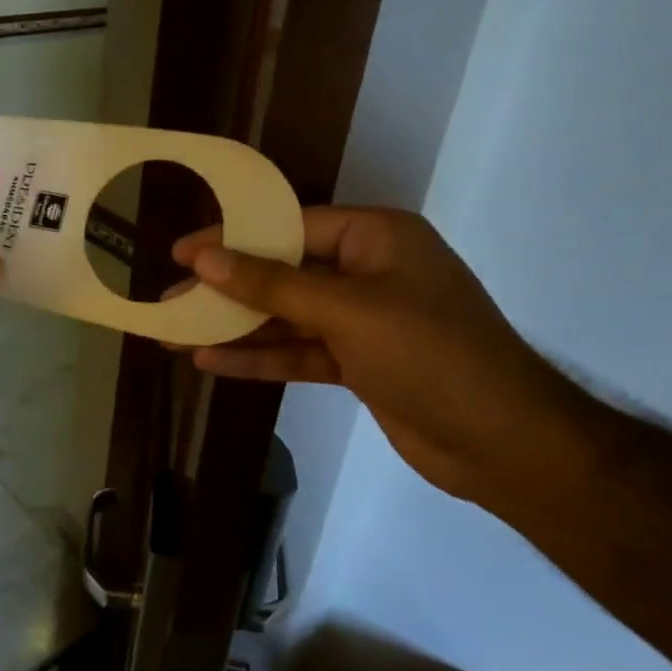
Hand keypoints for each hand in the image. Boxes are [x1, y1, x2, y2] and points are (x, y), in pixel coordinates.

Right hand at [173, 207, 594, 505]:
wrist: (503, 444)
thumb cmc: (431, 356)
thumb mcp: (348, 311)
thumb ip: (273, 284)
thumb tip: (206, 258)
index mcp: (376, 237)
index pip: (289, 226)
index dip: (231, 238)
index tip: (180, 252)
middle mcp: (368, 272)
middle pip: (282, 272)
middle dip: (226, 289)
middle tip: (168, 299)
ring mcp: (363, 321)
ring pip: (285, 316)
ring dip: (235, 327)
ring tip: (174, 333)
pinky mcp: (358, 364)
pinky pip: (298, 352)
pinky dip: (259, 357)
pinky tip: (211, 362)